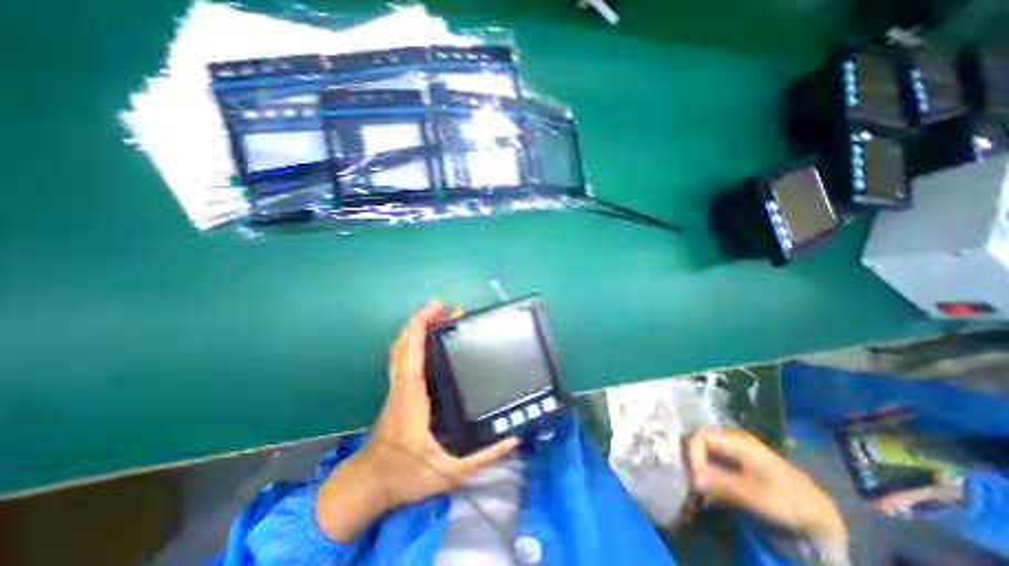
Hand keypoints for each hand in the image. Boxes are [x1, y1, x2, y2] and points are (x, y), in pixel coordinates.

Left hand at [315, 302, 520, 540]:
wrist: (369, 484)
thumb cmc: (405, 477)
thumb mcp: (449, 473)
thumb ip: (483, 458)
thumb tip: (513, 439)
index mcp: (411, 402)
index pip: (410, 358)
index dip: (418, 330)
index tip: (435, 310)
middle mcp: (400, 388)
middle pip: (403, 346)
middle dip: (421, 320)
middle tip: (448, 309)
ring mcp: (396, 387)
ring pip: (400, 349)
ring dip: (417, 327)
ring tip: (442, 316)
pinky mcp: (398, 389)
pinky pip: (402, 356)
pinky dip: (413, 339)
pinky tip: (430, 337)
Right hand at [685, 428, 844, 546]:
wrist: (818, 514)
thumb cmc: (789, 501)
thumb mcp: (756, 496)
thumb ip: (722, 484)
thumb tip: (692, 479)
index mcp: (736, 439)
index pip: (699, 434)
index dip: (692, 453)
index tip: (696, 477)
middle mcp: (728, 436)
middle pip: (695, 437)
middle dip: (689, 457)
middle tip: (692, 480)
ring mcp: (728, 445)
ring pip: (697, 446)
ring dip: (693, 463)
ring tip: (697, 484)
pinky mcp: (728, 457)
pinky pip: (705, 455)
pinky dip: (700, 468)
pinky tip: (704, 484)